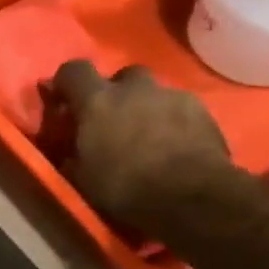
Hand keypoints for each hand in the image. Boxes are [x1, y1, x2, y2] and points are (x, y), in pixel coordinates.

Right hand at [51, 61, 236, 236]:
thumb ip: (75, 156)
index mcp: (97, 101)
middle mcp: (134, 88)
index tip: (65, 101)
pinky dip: (175, 123)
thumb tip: (70, 153)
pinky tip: (176, 147)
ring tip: (150, 139)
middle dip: (117, 93)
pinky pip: (182, 110)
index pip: (73, 70)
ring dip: (148, 109)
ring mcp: (172, 96)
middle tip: (115, 121)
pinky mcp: (204, 112)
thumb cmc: (126, 187)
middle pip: (123, 76)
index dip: (67, 82)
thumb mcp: (84, 179)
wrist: (193, 197)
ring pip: (155, 94)